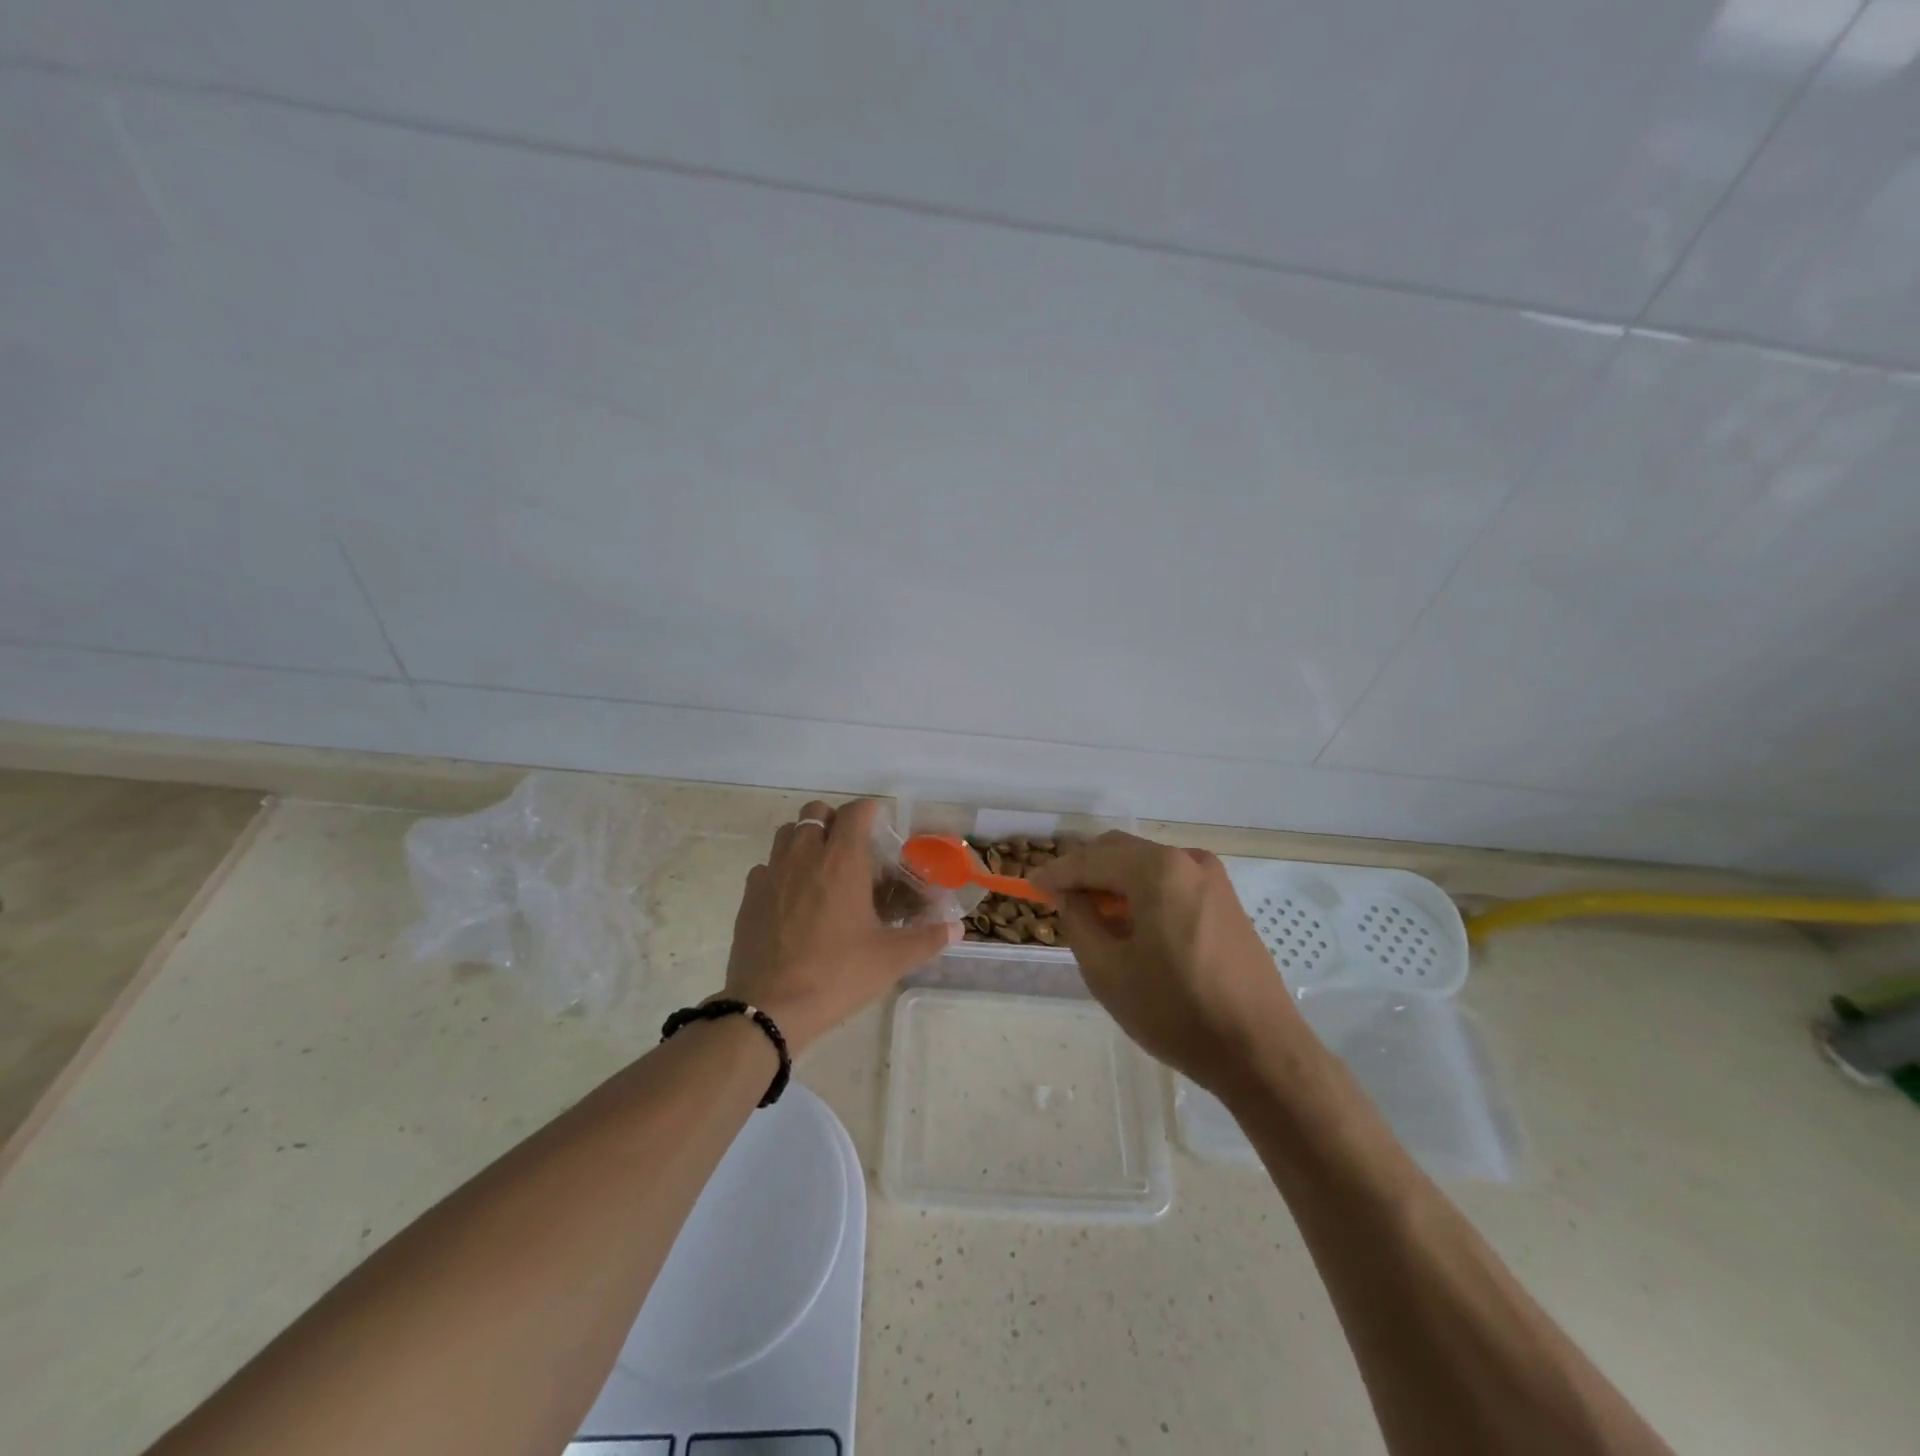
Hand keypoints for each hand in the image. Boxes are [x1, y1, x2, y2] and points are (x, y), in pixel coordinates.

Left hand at [723, 799, 957, 1053]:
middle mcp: (805, 855)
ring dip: (806, 839)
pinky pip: (766, 866)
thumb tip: (957, 928)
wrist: (770, 1007)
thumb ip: (928, 938)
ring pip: (788, 833)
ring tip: (821, 869)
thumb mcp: (892, 959)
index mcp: (842, 861)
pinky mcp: (749, 896)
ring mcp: (772, 873)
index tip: (881, 828)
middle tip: (851, 850)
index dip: (870, 812)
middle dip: (835, 821)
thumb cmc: (838, 975)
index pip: (856, 811)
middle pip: (816, 811)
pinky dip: (781, 870)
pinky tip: (792, 899)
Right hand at [1030, 832, 1300, 1090]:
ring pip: (1146, 865)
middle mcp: (1187, 860)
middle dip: (1085, 871)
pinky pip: (1171, 882)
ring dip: (1114, 882)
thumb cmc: (1177, 1012)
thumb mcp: (1108, 971)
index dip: (1056, 872)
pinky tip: (1131, 925)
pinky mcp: (1227, 901)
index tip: (1030, 886)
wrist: (1262, 1052)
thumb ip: (1078, 920)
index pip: (1091, 860)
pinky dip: (1142, 893)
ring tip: (1092, 917)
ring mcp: (1213, 879)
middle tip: (1057, 900)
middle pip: (1120, 851)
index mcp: (1158, 870)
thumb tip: (1068, 895)